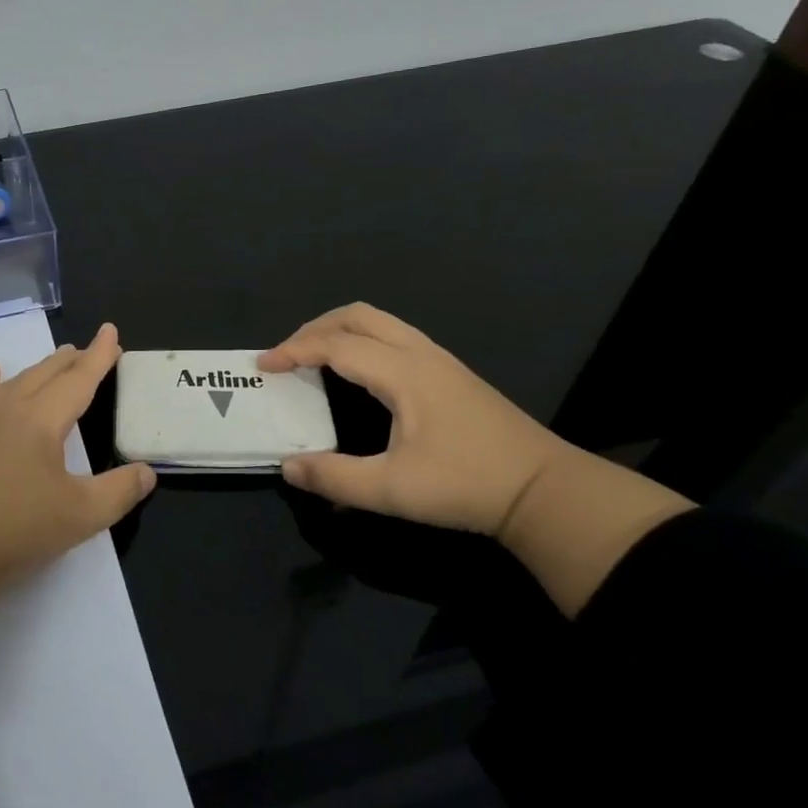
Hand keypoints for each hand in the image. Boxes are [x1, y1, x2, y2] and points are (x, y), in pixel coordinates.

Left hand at [0, 323, 155, 593]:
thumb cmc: (15, 529)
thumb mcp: (81, 516)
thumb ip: (119, 491)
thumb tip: (147, 472)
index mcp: (42, 421)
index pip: (79, 380)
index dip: (99, 356)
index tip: (110, 332)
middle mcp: (10, 410)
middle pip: (45, 374)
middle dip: (72, 360)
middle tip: (89, 351)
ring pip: (14, 382)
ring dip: (38, 369)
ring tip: (55, 361)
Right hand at [257, 303, 571, 538]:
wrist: (543, 490)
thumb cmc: (466, 486)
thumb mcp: (392, 490)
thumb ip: (334, 477)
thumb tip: (287, 466)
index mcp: (403, 373)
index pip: (336, 345)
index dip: (294, 350)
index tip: (263, 365)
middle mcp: (420, 354)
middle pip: (358, 316)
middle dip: (314, 328)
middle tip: (286, 355)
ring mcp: (439, 360)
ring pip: (380, 322)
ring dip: (339, 331)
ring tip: (313, 357)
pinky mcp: (451, 373)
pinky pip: (394, 336)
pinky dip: (361, 340)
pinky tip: (356, 371)